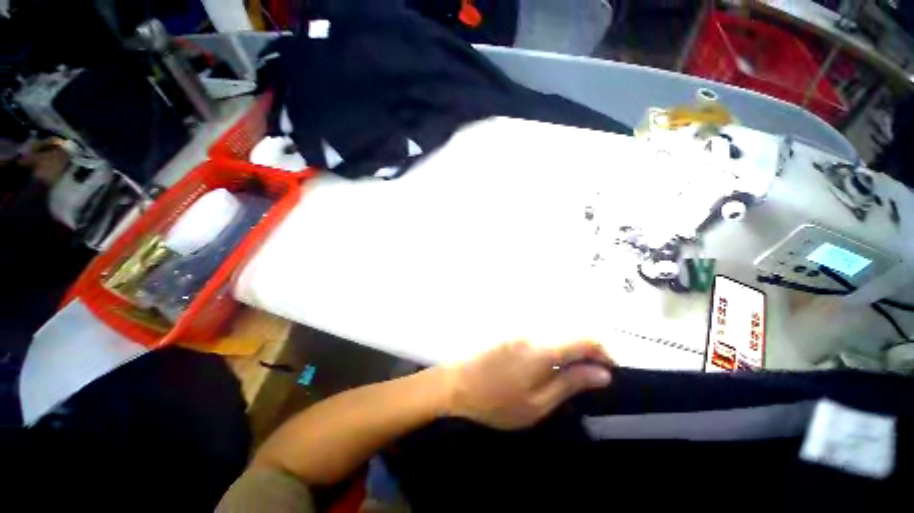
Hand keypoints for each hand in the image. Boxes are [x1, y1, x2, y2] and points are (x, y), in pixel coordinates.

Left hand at [444, 341, 613, 429]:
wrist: (456, 382)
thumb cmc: (495, 401)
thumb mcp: (537, 404)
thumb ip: (570, 384)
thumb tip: (602, 374)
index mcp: (543, 347)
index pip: (586, 338)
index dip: (604, 353)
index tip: (610, 371)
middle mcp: (534, 329)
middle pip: (572, 330)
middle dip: (588, 351)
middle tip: (590, 376)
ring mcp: (520, 326)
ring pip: (557, 329)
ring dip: (570, 346)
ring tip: (571, 371)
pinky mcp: (511, 328)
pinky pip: (541, 331)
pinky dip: (553, 343)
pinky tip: (548, 362)